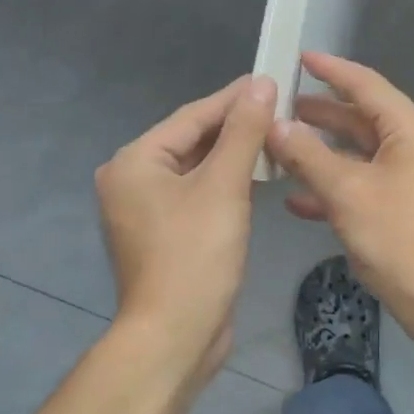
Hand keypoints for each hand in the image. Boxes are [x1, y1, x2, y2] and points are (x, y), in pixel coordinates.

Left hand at [96, 75, 275, 373]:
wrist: (176, 334)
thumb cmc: (196, 255)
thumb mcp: (224, 187)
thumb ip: (243, 132)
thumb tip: (261, 85)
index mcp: (135, 162)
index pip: (192, 116)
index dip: (235, 98)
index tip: (272, 79)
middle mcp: (132, 180)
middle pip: (192, 141)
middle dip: (236, 127)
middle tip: (281, 108)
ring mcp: (145, 211)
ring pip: (196, 170)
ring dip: (234, 155)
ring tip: (276, 137)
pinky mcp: (164, 235)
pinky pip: (197, 195)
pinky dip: (225, 184)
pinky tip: (256, 177)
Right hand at [266, 52, 413, 337]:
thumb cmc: (399, 240)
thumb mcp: (347, 194)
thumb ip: (308, 156)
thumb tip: (275, 125)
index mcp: (411, 131)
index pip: (366, 85)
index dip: (331, 70)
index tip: (298, 58)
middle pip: (362, 118)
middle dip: (319, 114)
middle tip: (277, 107)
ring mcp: (413, 178)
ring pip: (360, 154)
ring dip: (321, 153)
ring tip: (279, 148)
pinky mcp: (406, 207)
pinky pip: (365, 184)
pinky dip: (334, 186)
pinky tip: (297, 199)